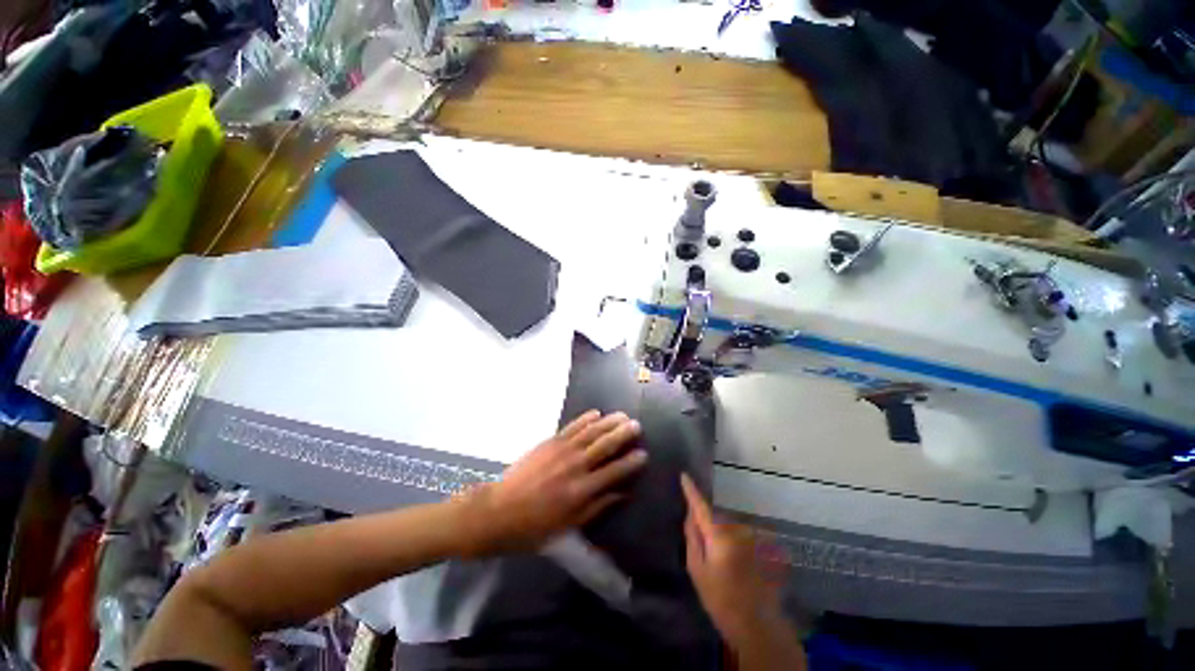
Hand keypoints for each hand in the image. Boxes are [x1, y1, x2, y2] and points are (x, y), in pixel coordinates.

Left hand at [460, 410, 645, 556]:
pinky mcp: (549, 442)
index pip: (614, 471)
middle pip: (605, 445)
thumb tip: (622, 493)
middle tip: (637, 426)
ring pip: (591, 431)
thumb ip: (597, 507)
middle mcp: (575, 466)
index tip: (644, 454)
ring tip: (622, 415)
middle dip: (623, 434)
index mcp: (581, 490)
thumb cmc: (535, 526)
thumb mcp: (569, 526)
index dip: (631, 462)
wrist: (498, 511)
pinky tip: (596, 413)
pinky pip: (572, 427)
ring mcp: (562, 450)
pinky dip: (585, 418)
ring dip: (608, 422)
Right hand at [682, 475, 795, 653]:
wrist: (758, 625)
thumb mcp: (697, 571)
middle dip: (709, 523)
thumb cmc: (721, 599)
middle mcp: (739, 529)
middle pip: (717, 516)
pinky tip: (740, 563)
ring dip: (724, 534)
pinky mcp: (765, 545)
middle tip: (707, 548)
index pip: (701, 506)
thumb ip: (692, 537)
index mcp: (720, 535)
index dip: (691, 490)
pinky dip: (738, 542)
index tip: (684, 475)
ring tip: (725, 561)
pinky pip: (744, 535)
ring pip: (731, 526)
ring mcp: (754, 536)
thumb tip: (690, 514)